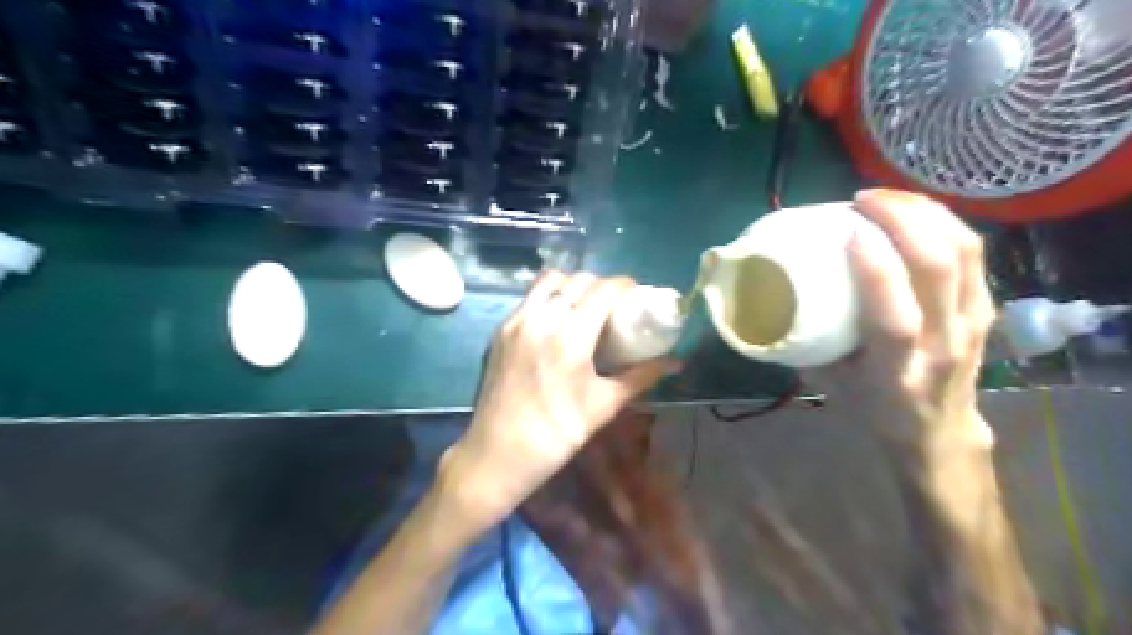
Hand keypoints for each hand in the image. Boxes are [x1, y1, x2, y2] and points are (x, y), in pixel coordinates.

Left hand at [437, 273, 674, 530]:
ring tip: (585, 306)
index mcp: (569, 336)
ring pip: (549, 282)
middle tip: (614, 304)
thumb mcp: (604, 405)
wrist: (498, 453)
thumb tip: (675, 363)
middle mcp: (540, 318)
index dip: (624, 285)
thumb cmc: (557, 433)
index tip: (636, 294)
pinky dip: (549, 297)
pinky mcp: (500, 330)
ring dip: (572, 285)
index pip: (602, 289)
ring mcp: (515, 321)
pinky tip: (558, 320)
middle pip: (577, 280)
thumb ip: (640, 377)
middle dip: (601, 285)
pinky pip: (529, 298)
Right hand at [803, 189, 997, 451]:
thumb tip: (780, 297)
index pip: (895, 316)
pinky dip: (942, 222)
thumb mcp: (831, 384)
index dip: (876, 268)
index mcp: (897, 371)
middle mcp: (942, 343)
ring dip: (925, 213)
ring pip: (964, 251)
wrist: (938, 431)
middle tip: (863, 200)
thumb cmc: (874, 409)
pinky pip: (971, 252)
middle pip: (940, 269)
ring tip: (886, 197)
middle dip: (904, 220)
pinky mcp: (984, 306)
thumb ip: (810, 341)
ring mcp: (972, 322)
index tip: (848, 230)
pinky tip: (912, 212)